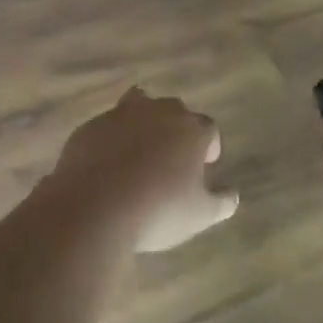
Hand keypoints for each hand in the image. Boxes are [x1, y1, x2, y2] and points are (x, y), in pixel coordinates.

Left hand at [46, 88, 239, 252]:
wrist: (93, 207)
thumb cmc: (158, 210)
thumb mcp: (199, 215)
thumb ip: (221, 203)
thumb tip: (232, 195)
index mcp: (191, 129)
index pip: (209, 130)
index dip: (207, 149)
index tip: (202, 169)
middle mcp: (159, 113)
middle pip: (175, 112)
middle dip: (176, 131)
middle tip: (171, 161)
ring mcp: (121, 115)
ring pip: (138, 107)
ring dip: (142, 124)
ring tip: (137, 152)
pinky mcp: (90, 126)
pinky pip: (107, 126)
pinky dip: (111, 138)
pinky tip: (106, 164)